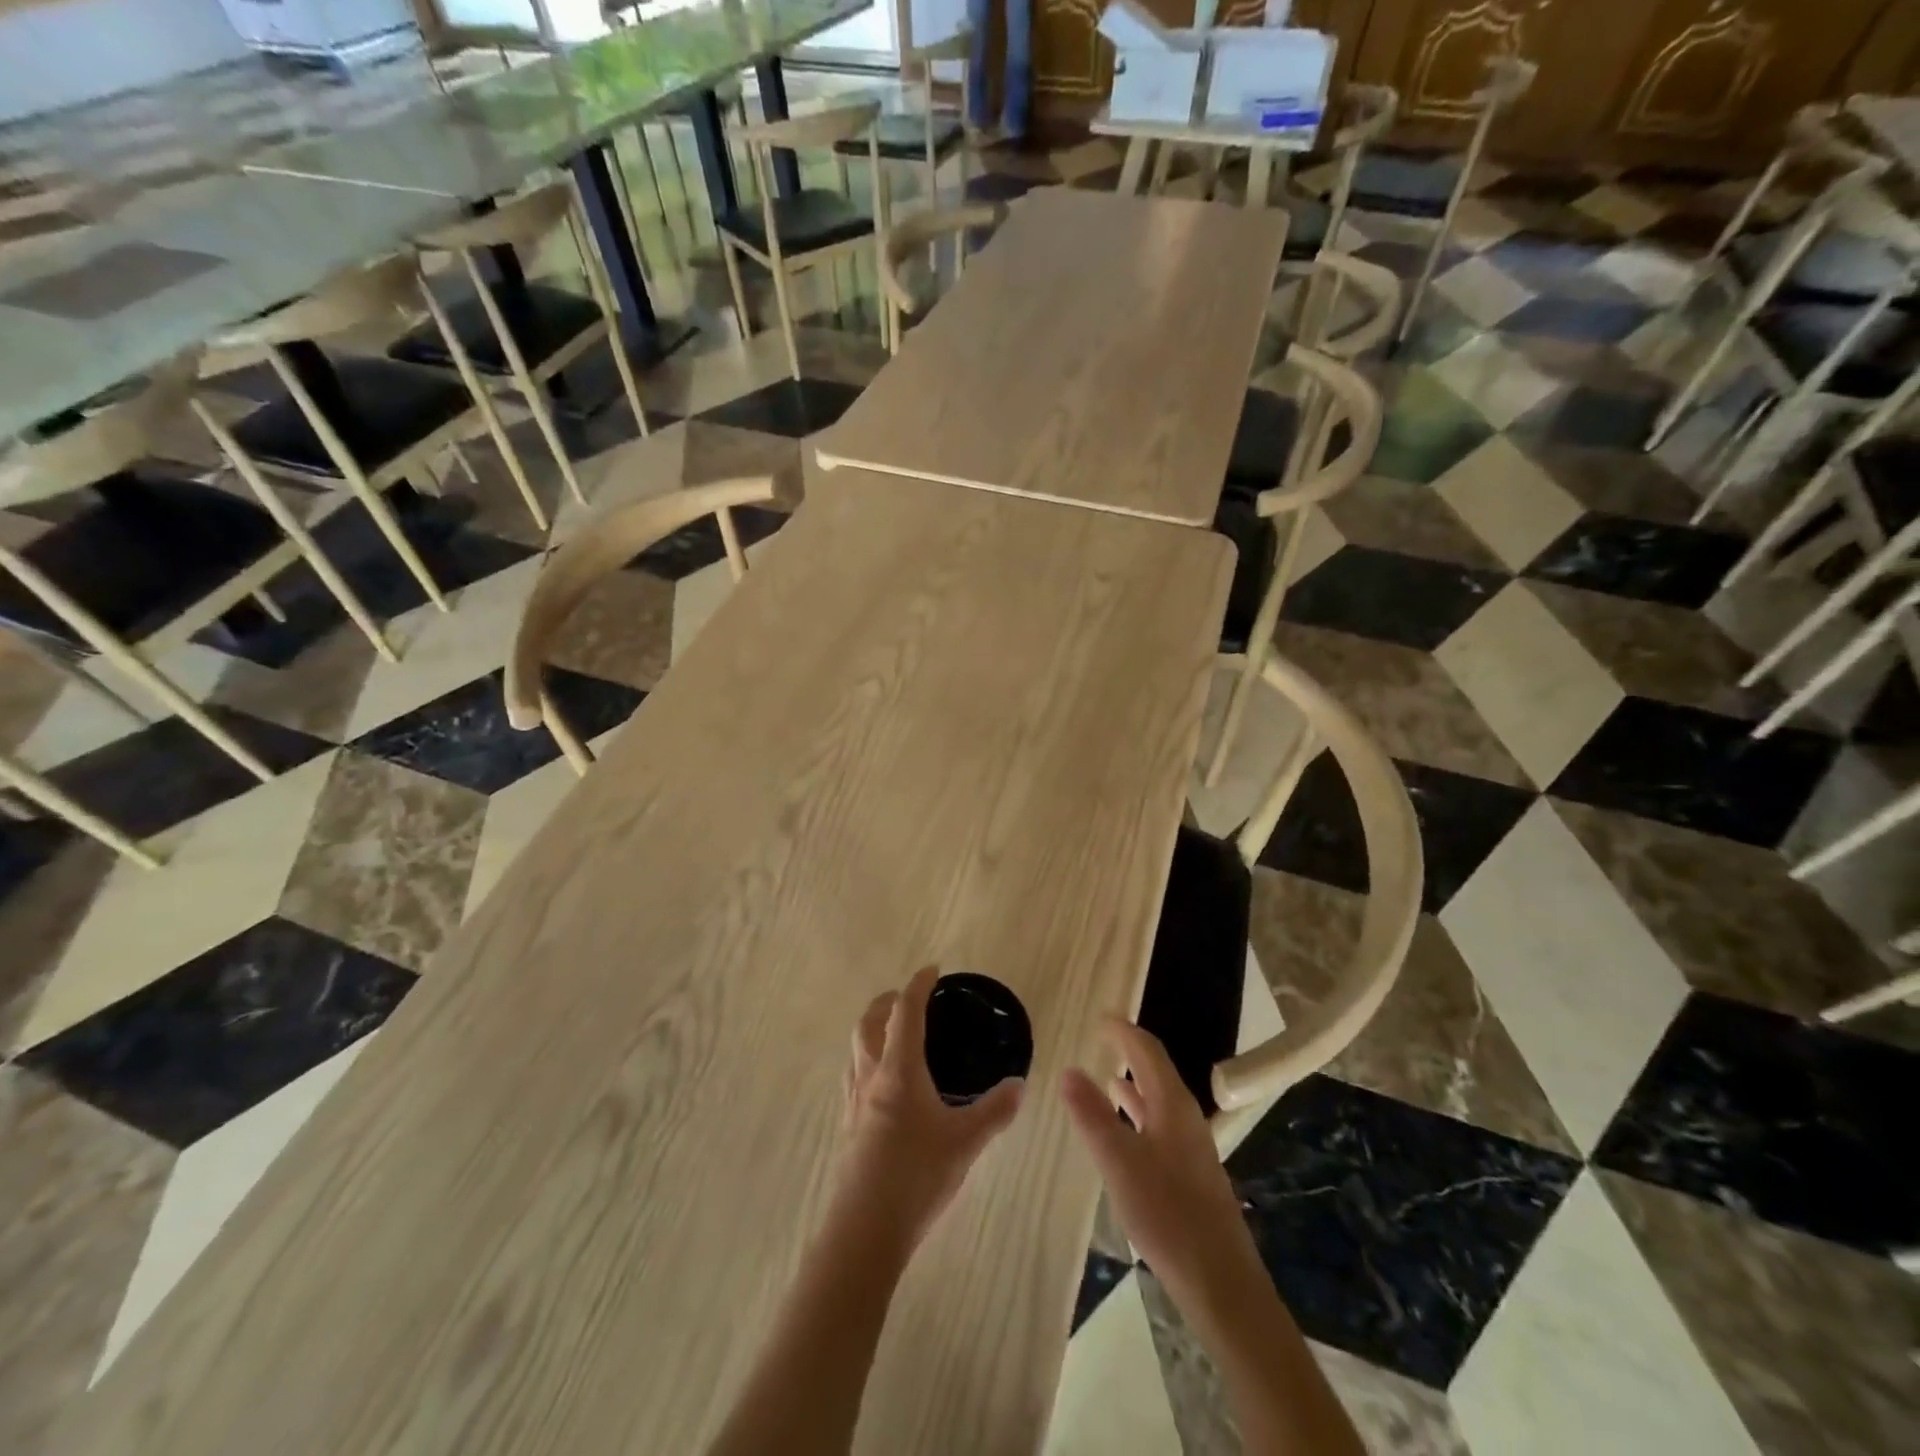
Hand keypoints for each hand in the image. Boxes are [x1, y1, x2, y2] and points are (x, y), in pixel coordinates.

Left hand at [840, 967, 1024, 1249]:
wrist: (865, 1229)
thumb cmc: (917, 1175)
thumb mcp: (965, 1142)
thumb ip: (995, 1111)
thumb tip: (1020, 1084)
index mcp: (899, 1070)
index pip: (905, 1012)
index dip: (917, 985)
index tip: (932, 970)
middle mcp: (871, 1076)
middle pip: (869, 1021)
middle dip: (888, 1001)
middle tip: (909, 998)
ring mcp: (854, 1101)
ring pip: (856, 1047)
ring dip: (873, 1028)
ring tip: (894, 1033)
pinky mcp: (849, 1124)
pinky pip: (854, 1074)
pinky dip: (868, 1059)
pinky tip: (884, 1083)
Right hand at [1062, 1015, 1256, 1308]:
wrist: (1219, 1281)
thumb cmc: (1167, 1213)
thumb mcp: (1119, 1161)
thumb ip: (1092, 1114)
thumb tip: (1068, 1069)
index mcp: (1172, 1104)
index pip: (1147, 1051)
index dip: (1123, 1030)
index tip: (1100, 1016)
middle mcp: (1185, 1117)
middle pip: (1156, 1071)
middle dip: (1129, 1051)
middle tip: (1101, 1039)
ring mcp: (1190, 1146)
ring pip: (1158, 1100)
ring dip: (1133, 1084)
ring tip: (1107, 1076)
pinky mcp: (1190, 1173)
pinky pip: (1159, 1125)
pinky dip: (1138, 1115)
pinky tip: (1125, 1131)